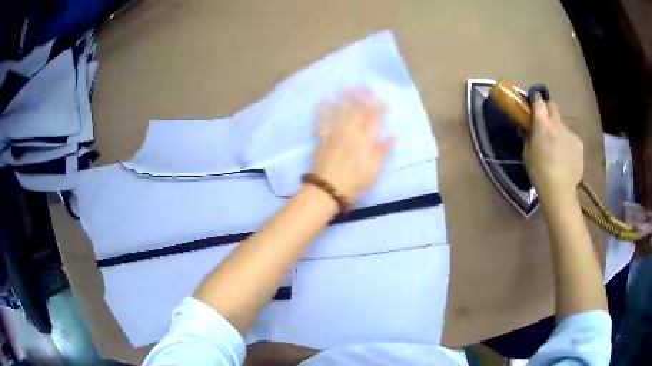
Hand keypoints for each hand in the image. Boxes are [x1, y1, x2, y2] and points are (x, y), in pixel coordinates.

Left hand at [310, 88, 393, 200]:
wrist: (326, 190)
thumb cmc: (353, 183)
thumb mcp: (372, 171)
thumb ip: (382, 152)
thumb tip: (395, 138)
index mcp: (364, 141)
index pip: (374, 120)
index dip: (379, 109)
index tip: (383, 99)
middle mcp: (350, 133)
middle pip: (357, 111)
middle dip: (362, 97)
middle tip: (365, 85)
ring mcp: (334, 134)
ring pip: (340, 112)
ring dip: (344, 98)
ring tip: (347, 86)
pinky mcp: (322, 139)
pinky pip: (322, 121)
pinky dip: (323, 110)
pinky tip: (324, 100)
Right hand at [523, 95, 583, 201]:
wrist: (560, 190)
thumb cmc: (539, 173)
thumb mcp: (527, 154)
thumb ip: (528, 137)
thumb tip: (529, 128)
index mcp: (542, 124)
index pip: (539, 101)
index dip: (536, 99)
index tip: (534, 102)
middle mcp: (557, 124)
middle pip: (553, 106)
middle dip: (548, 109)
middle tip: (546, 121)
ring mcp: (570, 133)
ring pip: (563, 124)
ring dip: (559, 129)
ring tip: (558, 146)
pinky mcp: (579, 143)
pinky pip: (572, 137)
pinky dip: (568, 142)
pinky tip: (566, 156)